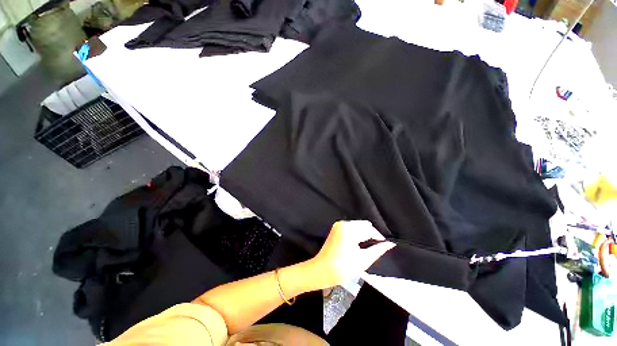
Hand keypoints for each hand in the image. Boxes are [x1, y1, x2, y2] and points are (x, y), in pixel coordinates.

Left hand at [308, 220, 394, 289]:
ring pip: (357, 226)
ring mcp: (338, 225)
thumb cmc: (342, 268)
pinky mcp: (336, 228)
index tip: (384, 245)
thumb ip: (378, 250)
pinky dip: (357, 234)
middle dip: (371, 234)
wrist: (322, 270)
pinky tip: (358, 244)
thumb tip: (390, 244)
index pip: (369, 229)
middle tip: (376, 247)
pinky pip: (351, 228)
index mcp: (349, 229)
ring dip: (364, 234)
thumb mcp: (363, 260)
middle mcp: (343, 223)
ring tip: (367, 247)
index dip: (378, 237)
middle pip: (363, 225)